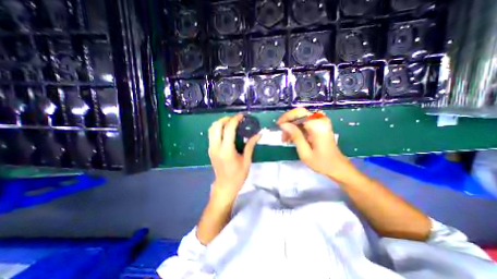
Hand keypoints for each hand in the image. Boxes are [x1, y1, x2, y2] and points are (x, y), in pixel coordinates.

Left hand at [207, 115, 259, 200]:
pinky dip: (218, 128)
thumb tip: (258, 134)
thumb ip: (250, 145)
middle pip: (216, 126)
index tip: (241, 116)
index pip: (229, 129)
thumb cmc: (238, 175)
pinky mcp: (210, 150)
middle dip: (225, 119)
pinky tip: (226, 131)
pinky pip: (211, 134)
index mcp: (226, 150)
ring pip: (211, 129)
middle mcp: (216, 147)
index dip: (235, 120)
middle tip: (235, 119)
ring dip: (220, 123)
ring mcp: (211, 148)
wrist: (225, 186)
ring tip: (230, 123)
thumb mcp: (246, 160)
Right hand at [276, 108, 352, 179]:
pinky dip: (297, 129)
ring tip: (286, 140)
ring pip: (300, 118)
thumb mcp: (305, 152)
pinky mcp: (320, 126)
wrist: (337, 167)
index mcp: (318, 125)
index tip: (278, 126)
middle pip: (299, 114)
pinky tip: (293, 138)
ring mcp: (321, 122)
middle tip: (283, 136)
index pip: (299, 113)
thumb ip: (295, 136)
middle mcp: (320, 120)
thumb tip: (283, 124)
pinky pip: (304, 123)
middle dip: (288, 123)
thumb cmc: (321, 162)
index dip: (286, 118)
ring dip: (291, 127)